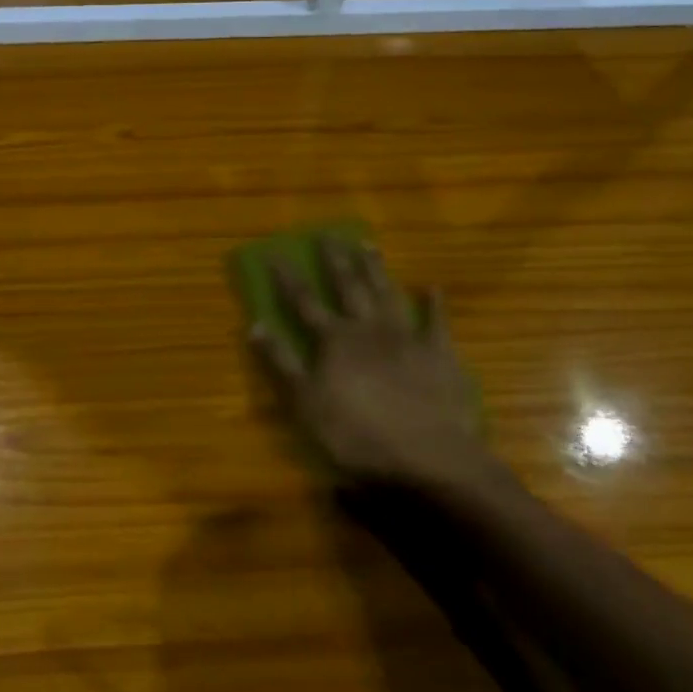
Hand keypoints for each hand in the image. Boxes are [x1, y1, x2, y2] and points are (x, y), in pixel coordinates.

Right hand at [252, 238, 499, 491]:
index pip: (304, 301)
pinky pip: (436, 323)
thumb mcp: (305, 403)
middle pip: (348, 287)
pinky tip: (432, 287)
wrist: (429, 457)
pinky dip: (434, 304)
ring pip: (387, 294)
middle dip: (335, 260)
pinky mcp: (439, 355)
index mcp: (335, 340)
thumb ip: (280, 363)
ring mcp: (406, 338)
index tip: (275, 251)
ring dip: (377, 269)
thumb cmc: (358, 434)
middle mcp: (368, 328)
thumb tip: (253, 325)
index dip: (287, 277)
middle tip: (328, 234)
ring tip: (368, 245)